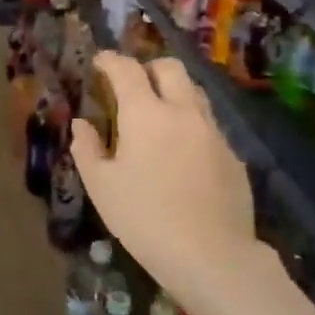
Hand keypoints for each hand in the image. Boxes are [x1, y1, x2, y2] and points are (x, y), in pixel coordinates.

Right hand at [70, 53, 253, 302]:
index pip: (127, 70)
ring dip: (173, 92)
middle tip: (131, 84)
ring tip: (157, 115)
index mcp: (146, 114)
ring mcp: (214, 132)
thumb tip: (81, 124)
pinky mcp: (233, 155)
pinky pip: (208, 125)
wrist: (210, 255)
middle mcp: (183, 112)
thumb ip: (87, 149)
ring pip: (195, 93)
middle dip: (148, 67)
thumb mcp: (101, 186)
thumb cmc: (143, 218)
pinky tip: (180, 154)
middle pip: (170, 68)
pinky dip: (190, 125)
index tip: (100, 61)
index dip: (110, 60)